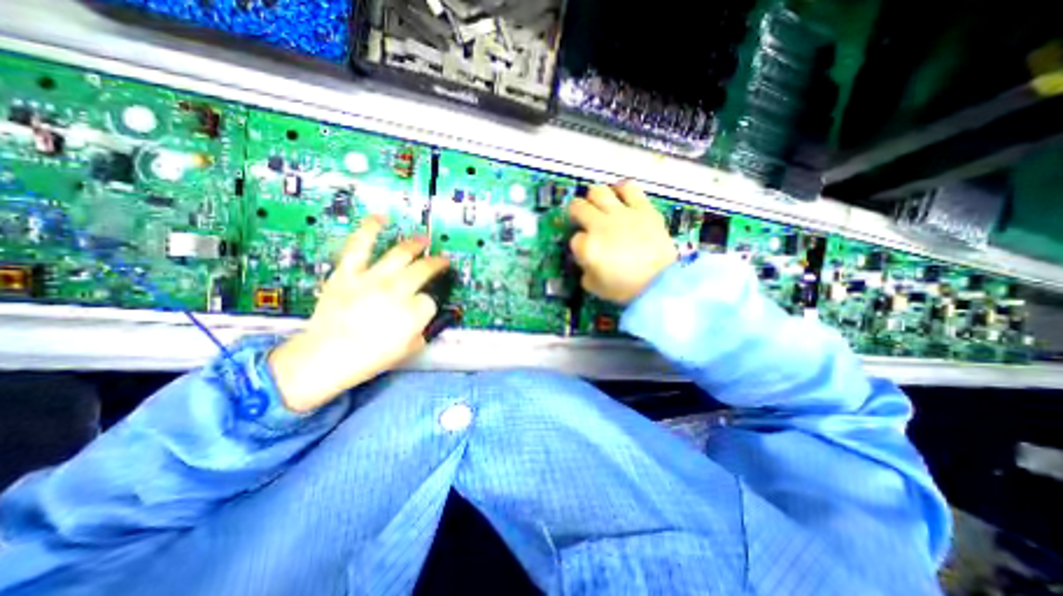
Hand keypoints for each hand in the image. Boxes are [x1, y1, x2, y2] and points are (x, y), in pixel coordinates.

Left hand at [271, 214, 447, 412]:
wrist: (323, 357)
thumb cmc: (369, 358)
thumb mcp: (408, 349)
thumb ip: (424, 328)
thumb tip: (428, 311)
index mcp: (412, 313)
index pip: (431, 299)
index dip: (429, 302)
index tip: (424, 306)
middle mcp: (396, 291)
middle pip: (423, 270)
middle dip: (436, 265)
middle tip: (442, 261)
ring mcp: (371, 279)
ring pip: (399, 254)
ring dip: (415, 245)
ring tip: (424, 239)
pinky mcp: (348, 273)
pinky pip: (359, 246)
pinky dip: (369, 229)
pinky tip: (380, 218)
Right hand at [568, 181, 676, 303]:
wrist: (661, 283)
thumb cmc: (625, 288)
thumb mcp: (596, 288)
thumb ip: (585, 272)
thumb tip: (586, 261)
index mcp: (588, 247)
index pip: (574, 239)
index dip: (578, 245)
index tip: (585, 252)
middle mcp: (600, 225)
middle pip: (578, 206)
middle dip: (576, 212)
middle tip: (581, 217)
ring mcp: (621, 214)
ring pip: (598, 191)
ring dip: (594, 197)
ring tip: (599, 203)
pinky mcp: (643, 209)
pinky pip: (629, 188)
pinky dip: (622, 189)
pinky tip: (621, 194)